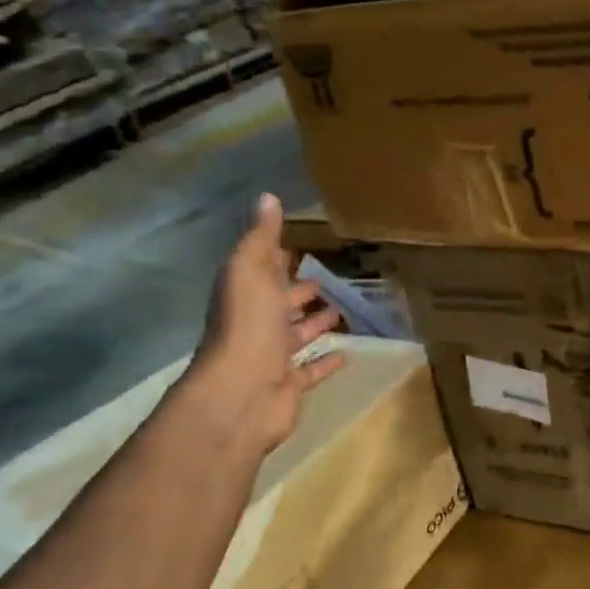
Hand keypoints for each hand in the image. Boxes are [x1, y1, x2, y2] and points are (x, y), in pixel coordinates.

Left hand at [185, 194, 344, 455]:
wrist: (241, 392)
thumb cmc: (247, 326)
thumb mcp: (250, 271)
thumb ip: (261, 238)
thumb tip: (267, 197)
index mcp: (245, 295)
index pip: (262, 271)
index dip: (277, 258)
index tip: (298, 247)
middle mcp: (256, 325)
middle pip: (279, 304)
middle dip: (298, 292)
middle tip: (324, 280)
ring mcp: (273, 357)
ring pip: (296, 336)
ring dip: (315, 324)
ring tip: (342, 310)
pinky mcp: (290, 384)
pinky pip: (311, 369)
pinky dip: (327, 361)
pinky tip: (347, 353)